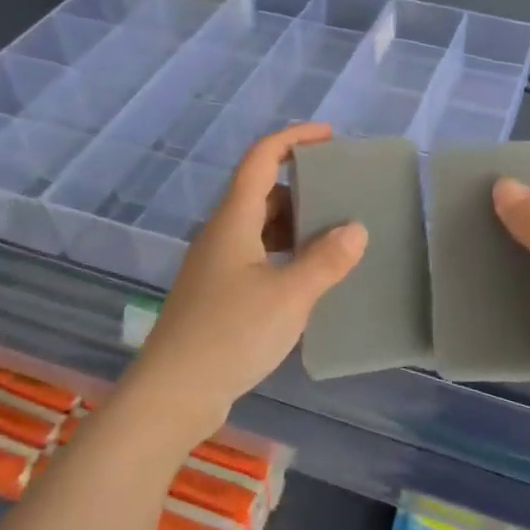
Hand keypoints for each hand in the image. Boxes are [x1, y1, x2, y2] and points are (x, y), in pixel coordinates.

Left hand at [119, 123, 367, 444]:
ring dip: (295, 223)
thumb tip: (356, 229)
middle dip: (301, 184)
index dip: (293, 138)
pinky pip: (257, 257)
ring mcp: (217, 266)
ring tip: (335, 233)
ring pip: (260, 227)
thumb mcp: (289, 296)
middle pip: (262, 192)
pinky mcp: (218, 294)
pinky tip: (309, 276)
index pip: (261, 159)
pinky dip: (285, 254)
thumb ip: (326, 260)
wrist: (174, 393)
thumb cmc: (230, 334)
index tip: (329, 135)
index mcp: (234, 220)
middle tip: (342, 192)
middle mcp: (222, 234)